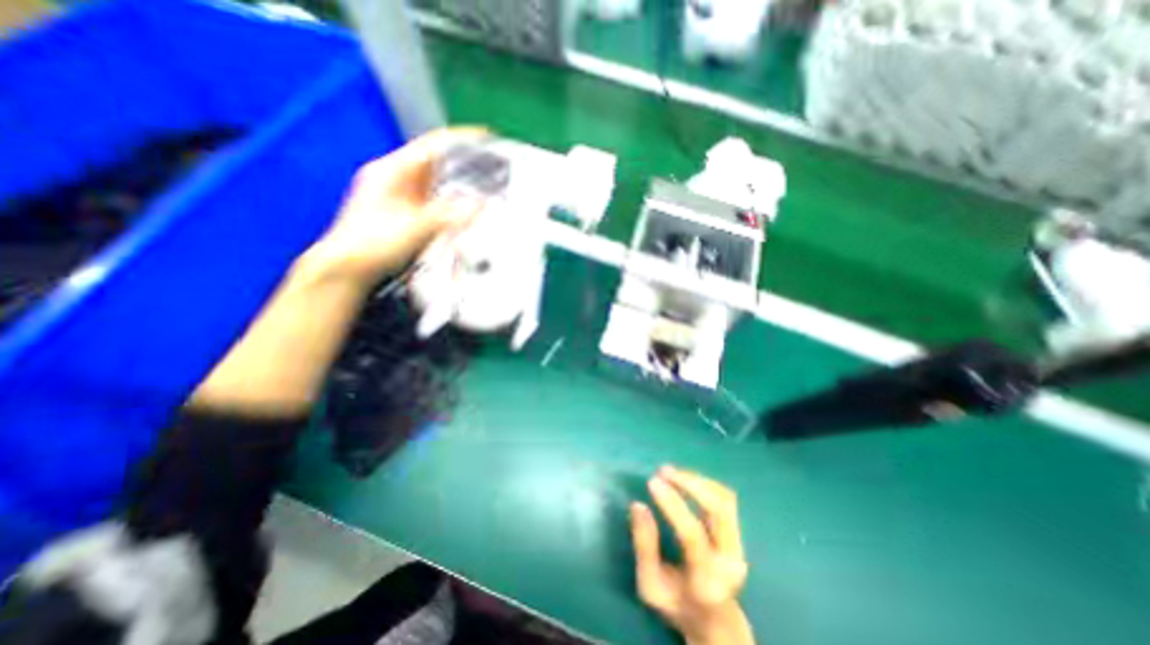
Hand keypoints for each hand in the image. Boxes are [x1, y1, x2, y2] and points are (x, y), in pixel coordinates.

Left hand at [302, 125, 485, 284]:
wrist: (350, 270)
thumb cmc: (370, 247)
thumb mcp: (413, 229)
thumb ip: (448, 216)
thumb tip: (479, 204)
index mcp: (392, 171)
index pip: (433, 145)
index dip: (461, 140)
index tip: (487, 138)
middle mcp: (397, 179)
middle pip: (438, 162)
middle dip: (467, 163)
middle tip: (494, 168)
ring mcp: (403, 196)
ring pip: (439, 182)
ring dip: (461, 183)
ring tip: (488, 186)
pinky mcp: (408, 213)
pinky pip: (438, 200)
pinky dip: (455, 201)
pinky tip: (468, 208)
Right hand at [627, 466, 757, 643]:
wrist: (715, 623)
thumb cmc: (677, 605)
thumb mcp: (650, 586)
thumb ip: (644, 546)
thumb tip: (638, 505)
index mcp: (707, 581)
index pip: (692, 534)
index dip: (672, 503)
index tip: (652, 481)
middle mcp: (729, 561)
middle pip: (719, 510)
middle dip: (691, 483)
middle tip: (664, 471)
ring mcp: (738, 546)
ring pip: (724, 499)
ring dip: (697, 480)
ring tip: (671, 472)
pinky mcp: (738, 535)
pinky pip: (725, 499)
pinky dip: (704, 483)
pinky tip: (685, 480)